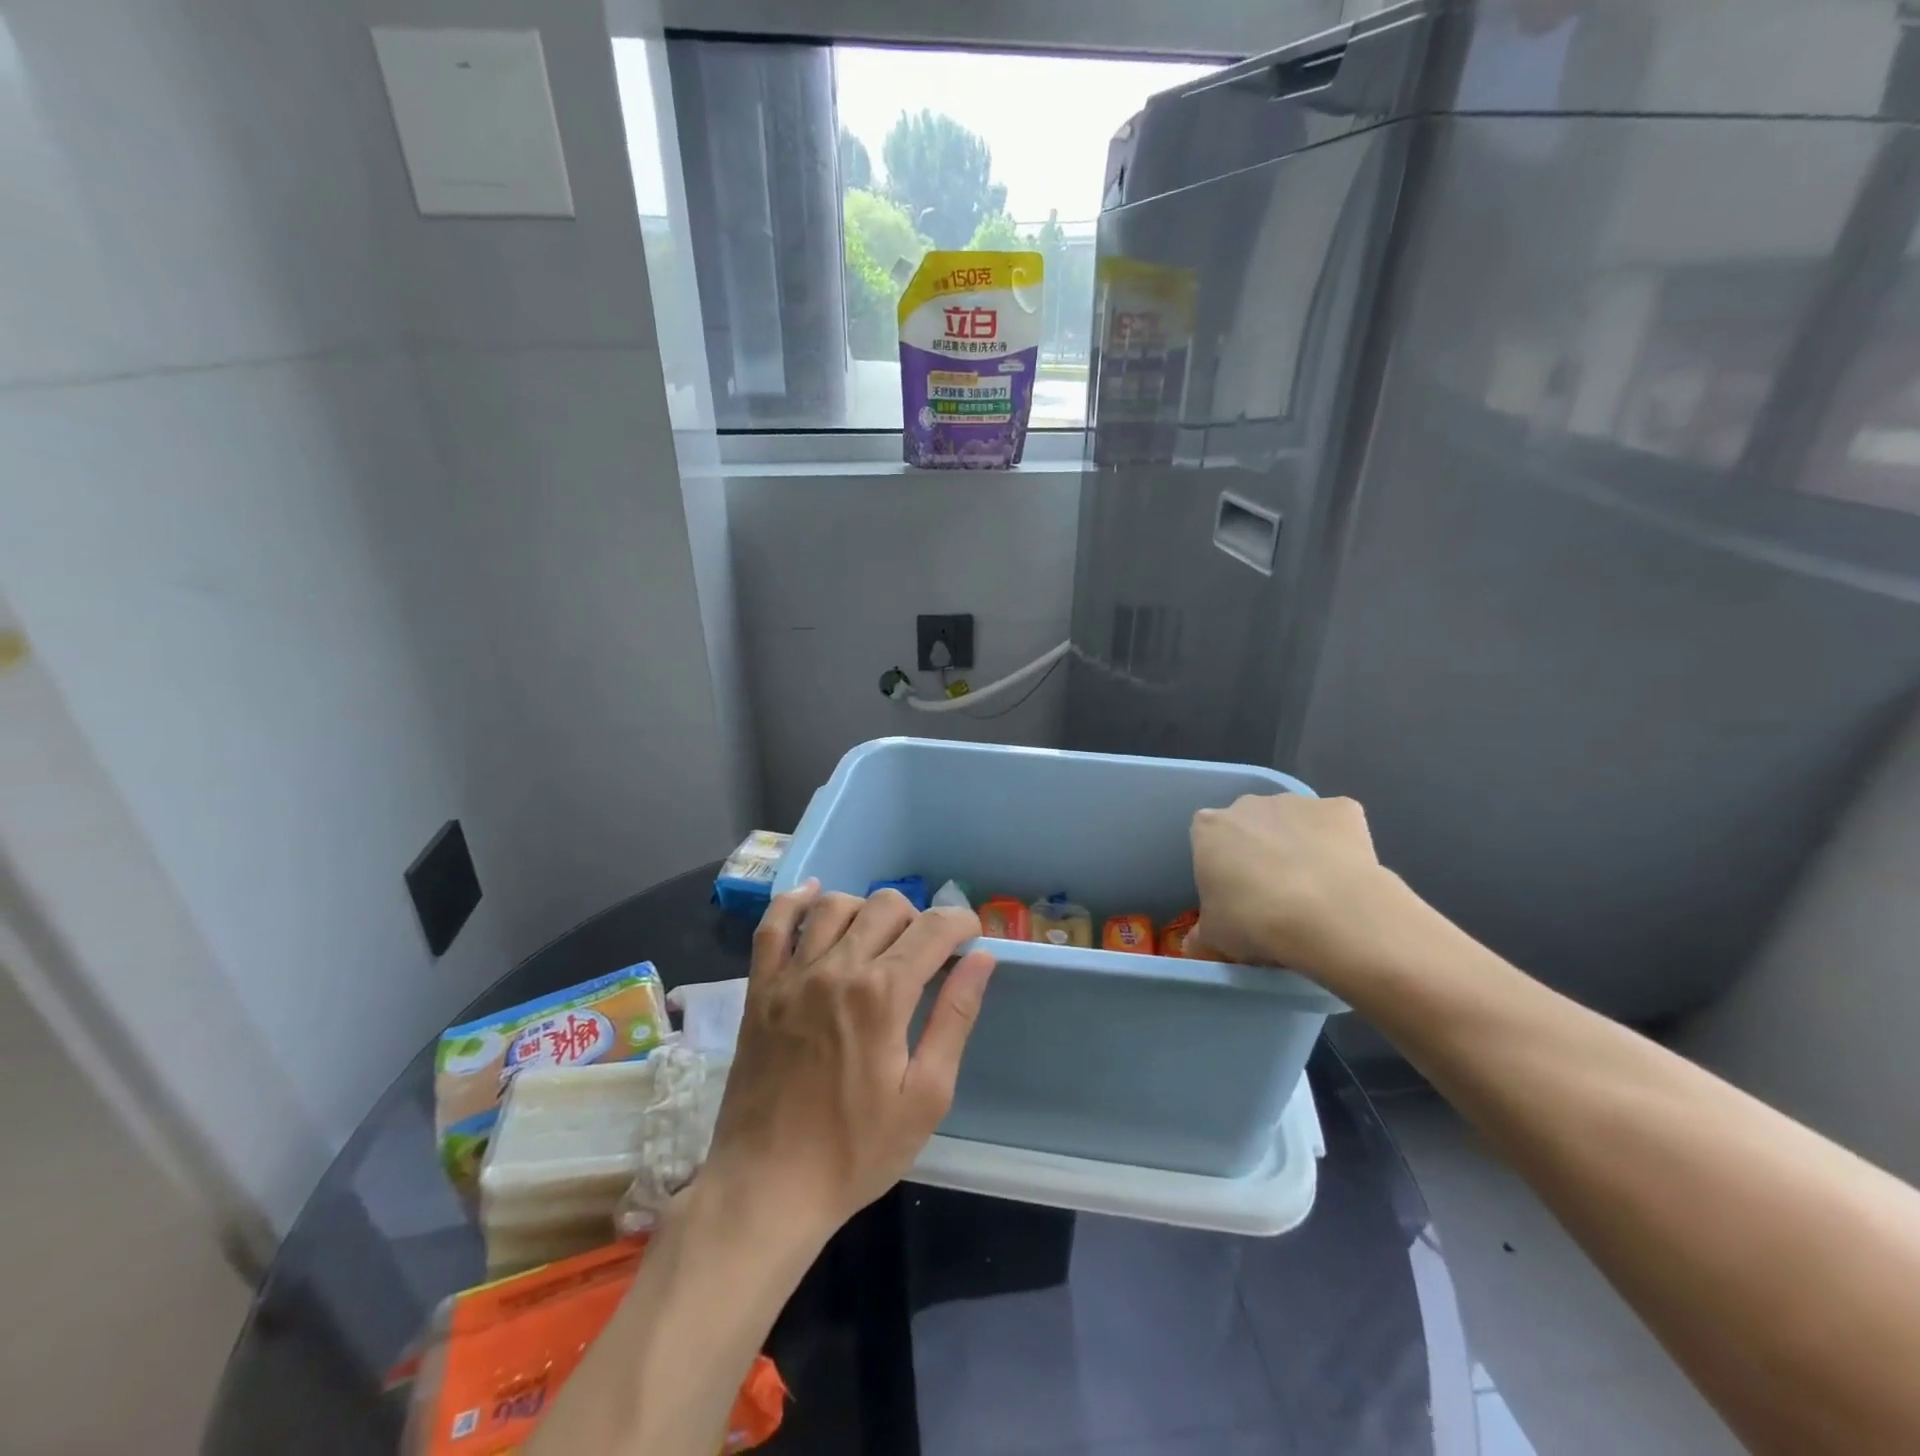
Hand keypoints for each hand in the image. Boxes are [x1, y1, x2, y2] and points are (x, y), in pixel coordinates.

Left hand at [703, 883, 995, 1238]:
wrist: (768, 1187)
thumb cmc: (856, 1151)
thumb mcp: (926, 1095)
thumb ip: (955, 1018)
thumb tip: (981, 959)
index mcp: (883, 994)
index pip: (932, 929)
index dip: (960, 923)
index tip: (971, 936)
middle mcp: (837, 968)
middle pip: (887, 906)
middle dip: (919, 917)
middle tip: (927, 951)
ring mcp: (792, 975)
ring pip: (836, 905)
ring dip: (868, 910)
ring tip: (879, 939)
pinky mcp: (760, 988)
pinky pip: (773, 925)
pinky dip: (795, 901)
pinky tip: (815, 896)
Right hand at [1190, 793, 1396, 974]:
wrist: (1331, 916)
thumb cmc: (1256, 922)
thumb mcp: (1214, 938)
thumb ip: (1201, 935)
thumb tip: (1197, 946)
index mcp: (1209, 829)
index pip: (1207, 840)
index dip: (1221, 867)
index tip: (1233, 895)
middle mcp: (1249, 805)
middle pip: (1249, 824)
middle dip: (1258, 850)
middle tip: (1272, 894)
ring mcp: (1297, 802)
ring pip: (1293, 822)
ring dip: (1298, 845)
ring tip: (1315, 891)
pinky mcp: (1342, 808)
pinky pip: (1337, 824)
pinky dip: (1340, 844)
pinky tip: (1347, 877)